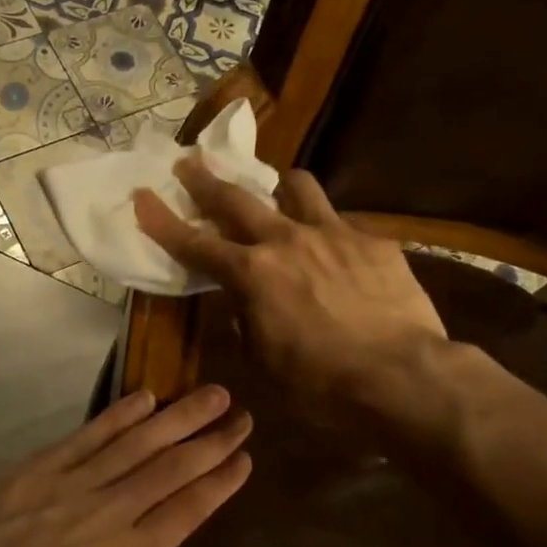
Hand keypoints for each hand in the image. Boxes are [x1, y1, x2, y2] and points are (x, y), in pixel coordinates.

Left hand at [0, 385, 251, 546]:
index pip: (187, 509)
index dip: (219, 481)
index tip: (244, 456)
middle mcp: (106, 513)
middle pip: (170, 467)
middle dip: (210, 439)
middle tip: (240, 414)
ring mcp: (67, 487)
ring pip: (134, 443)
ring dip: (175, 417)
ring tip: (208, 394)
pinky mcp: (30, 474)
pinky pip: (84, 438)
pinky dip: (116, 417)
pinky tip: (142, 399)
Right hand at [133, 158, 448, 415]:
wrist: (403, 377)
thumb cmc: (321, 384)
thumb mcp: (264, 362)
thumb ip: (246, 323)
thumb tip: (245, 304)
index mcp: (252, 274)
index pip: (194, 244)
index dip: (163, 221)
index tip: (142, 196)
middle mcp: (286, 241)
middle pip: (237, 199)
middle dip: (207, 180)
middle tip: (190, 163)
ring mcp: (334, 234)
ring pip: (298, 187)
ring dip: (280, 186)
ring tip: (279, 191)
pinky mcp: (374, 242)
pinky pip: (344, 225)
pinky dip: (330, 234)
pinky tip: (341, 256)